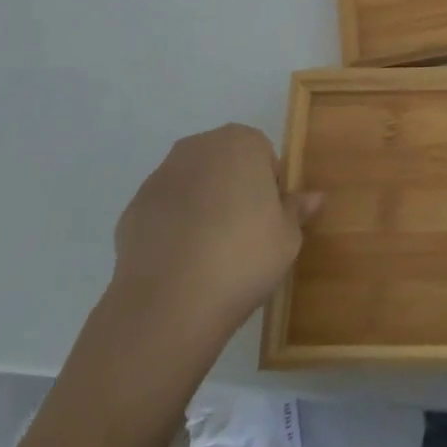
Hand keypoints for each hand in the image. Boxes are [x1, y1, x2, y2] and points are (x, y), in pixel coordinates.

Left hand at [108, 124, 319, 349]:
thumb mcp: (288, 237)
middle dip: (234, 190)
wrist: (169, 304)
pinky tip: (181, 263)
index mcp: (240, 142)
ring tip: (210, 254)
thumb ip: (297, 210)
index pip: (263, 156)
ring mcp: (160, 176)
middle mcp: (197, 147)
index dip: (269, 188)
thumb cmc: (243, 257)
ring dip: (202, 207)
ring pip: (193, 185)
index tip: (268, 221)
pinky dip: (173, 228)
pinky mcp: (132, 209)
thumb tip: (313, 197)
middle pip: (225, 164)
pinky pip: (164, 212)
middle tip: (244, 235)